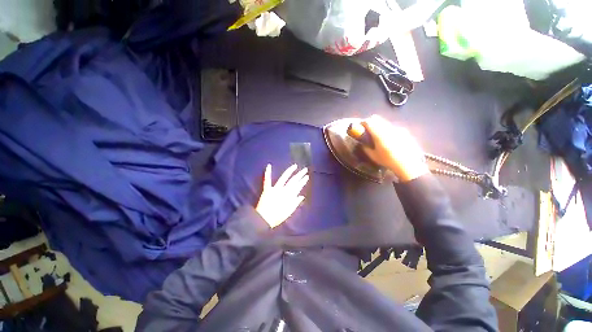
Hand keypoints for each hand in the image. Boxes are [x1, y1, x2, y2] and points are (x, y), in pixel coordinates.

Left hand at [256, 164, 308, 227]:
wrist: (264, 219)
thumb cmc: (277, 217)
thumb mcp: (288, 212)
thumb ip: (295, 203)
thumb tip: (301, 196)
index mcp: (289, 196)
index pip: (298, 187)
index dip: (303, 181)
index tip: (307, 176)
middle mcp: (283, 191)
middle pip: (293, 181)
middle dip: (300, 175)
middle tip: (305, 169)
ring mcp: (275, 189)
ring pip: (284, 178)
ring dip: (290, 171)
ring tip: (295, 166)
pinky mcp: (267, 189)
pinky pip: (267, 180)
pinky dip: (268, 173)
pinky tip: (269, 165)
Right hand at [361, 115, 428, 181]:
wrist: (408, 164)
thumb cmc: (388, 161)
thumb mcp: (373, 156)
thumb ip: (366, 148)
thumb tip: (362, 143)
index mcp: (379, 134)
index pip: (369, 122)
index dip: (363, 123)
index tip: (360, 127)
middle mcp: (388, 128)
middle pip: (377, 118)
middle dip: (370, 122)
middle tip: (367, 130)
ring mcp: (397, 128)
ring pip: (384, 122)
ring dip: (379, 125)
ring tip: (379, 136)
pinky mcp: (404, 131)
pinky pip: (392, 127)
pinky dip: (387, 130)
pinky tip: (390, 140)